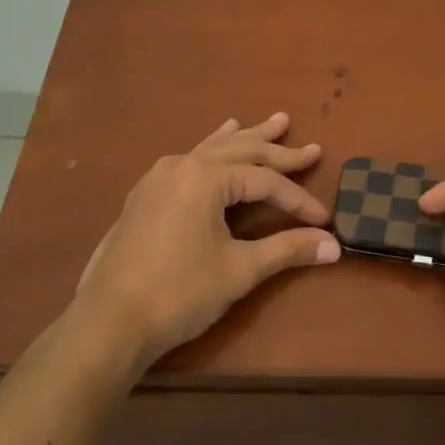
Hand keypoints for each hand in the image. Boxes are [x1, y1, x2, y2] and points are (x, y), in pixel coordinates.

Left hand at [73, 113, 340, 372]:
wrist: (109, 322)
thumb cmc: (179, 293)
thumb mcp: (239, 270)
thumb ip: (287, 250)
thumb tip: (334, 247)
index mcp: (206, 177)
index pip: (265, 182)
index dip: (297, 199)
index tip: (322, 218)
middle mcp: (183, 164)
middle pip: (242, 152)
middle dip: (280, 153)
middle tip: (312, 149)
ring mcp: (160, 176)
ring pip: (215, 148)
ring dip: (248, 138)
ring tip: (275, 122)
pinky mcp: (147, 192)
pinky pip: (191, 158)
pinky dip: (214, 147)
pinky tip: (219, 139)